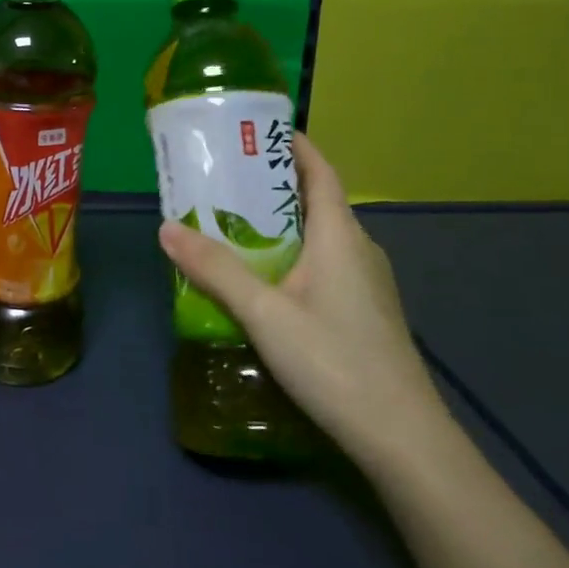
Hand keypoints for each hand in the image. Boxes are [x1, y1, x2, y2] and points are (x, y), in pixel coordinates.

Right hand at [157, 132, 451, 472]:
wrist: (402, 438)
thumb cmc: (334, 361)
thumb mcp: (265, 313)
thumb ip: (216, 269)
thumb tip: (166, 227)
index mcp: (340, 235)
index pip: (320, 172)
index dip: (294, 145)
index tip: (257, 129)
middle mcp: (358, 249)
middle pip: (316, 200)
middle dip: (272, 183)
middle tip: (223, 177)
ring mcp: (365, 283)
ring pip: (319, 235)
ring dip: (279, 221)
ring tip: (230, 222)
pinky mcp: (363, 311)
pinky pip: (322, 263)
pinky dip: (290, 252)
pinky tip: (261, 276)